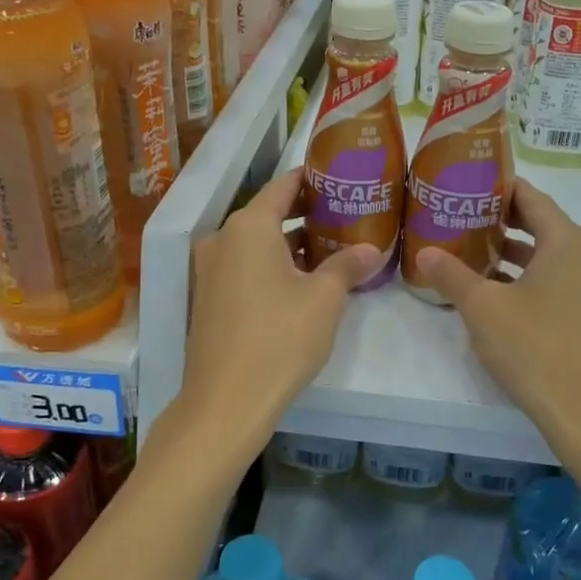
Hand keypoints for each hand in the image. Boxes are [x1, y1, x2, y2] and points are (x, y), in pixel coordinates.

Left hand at [178, 168, 378, 453]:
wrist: (226, 402)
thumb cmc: (280, 338)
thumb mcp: (324, 299)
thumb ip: (347, 265)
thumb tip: (371, 249)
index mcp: (248, 227)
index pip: (284, 186)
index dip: (313, 179)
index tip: (341, 177)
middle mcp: (222, 239)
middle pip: (269, 214)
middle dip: (307, 214)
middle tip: (346, 216)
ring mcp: (210, 270)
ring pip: (257, 244)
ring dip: (291, 244)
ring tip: (332, 249)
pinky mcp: (208, 298)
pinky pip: (244, 267)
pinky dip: (272, 266)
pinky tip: (303, 282)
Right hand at [414, 180, 580, 451]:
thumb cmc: (536, 349)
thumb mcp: (483, 309)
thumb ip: (452, 275)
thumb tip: (424, 252)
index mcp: (568, 242)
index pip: (532, 198)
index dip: (500, 187)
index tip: (468, 184)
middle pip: (543, 225)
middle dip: (502, 222)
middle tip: (462, 218)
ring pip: (552, 258)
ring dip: (515, 254)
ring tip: (473, 255)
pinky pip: (561, 283)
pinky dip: (531, 280)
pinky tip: (499, 296)